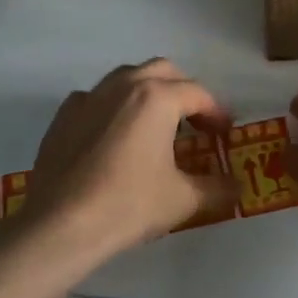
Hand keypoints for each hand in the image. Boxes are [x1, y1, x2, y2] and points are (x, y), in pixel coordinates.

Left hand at [20, 59, 236, 256]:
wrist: (60, 226)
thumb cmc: (129, 205)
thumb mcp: (183, 199)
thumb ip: (217, 188)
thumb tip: (237, 188)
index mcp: (158, 97)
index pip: (198, 94)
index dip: (217, 112)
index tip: (224, 133)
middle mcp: (125, 85)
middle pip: (164, 71)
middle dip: (183, 91)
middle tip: (194, 121)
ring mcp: (90, 97)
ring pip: (128, 77)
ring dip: (148, 92)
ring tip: (155, 123)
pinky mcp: (64, 116)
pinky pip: (96, 98)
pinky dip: (111, 107)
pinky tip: (113, 133)